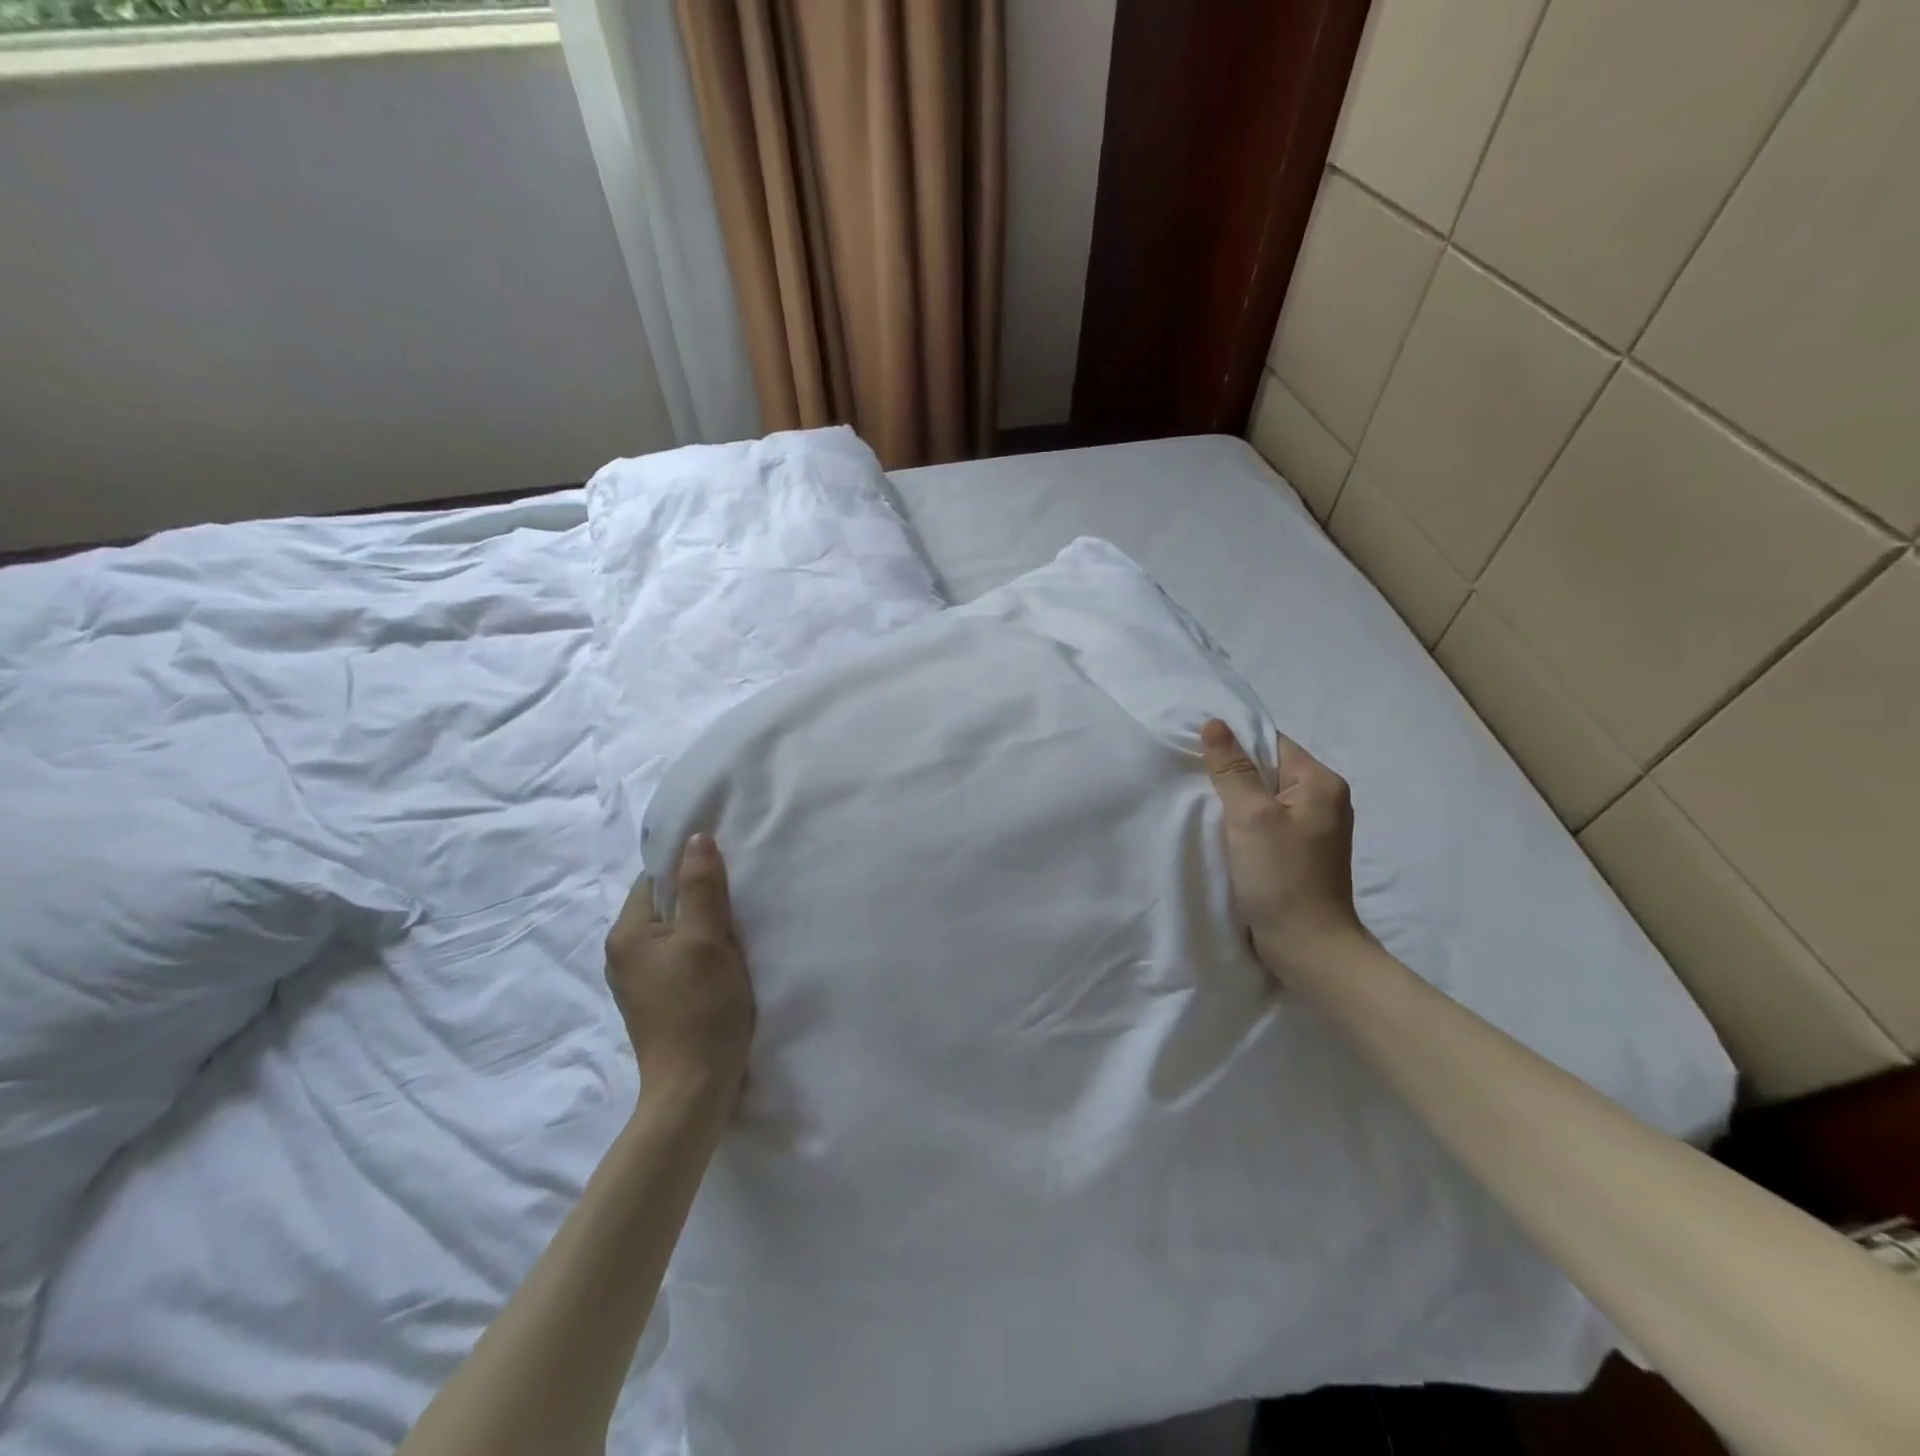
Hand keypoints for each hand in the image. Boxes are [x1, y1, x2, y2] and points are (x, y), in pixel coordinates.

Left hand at [604, 834, 755, 1106]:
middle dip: (700, 895)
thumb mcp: (707, 941)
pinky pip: (679, 955)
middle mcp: (623, 952)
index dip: (690, 867)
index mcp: (627, 933)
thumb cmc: (700, 1009)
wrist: (694, 1089)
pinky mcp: (657, 998)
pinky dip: (702, 948)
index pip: (656, 878)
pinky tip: (726, 956)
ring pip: (676, 930)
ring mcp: (638, 978)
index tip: (727, 866)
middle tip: (740, 894)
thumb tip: (697, 838)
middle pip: (666, 903)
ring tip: (737, 924)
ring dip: (704, 923)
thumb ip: (702, 887)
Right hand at [1200, 719, 1368, 982]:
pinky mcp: (1301, 851)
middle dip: (1233, 773)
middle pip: (1269, 768)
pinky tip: (1224, 832)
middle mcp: (1324, 798)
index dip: (1235, 745)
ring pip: (1266, 796)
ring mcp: (1315, 827)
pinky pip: (1268, 821)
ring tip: (1205, 805)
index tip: (1198, 754)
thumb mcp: (1250, 817)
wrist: (1307, 947)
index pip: (1272, 743)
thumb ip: (1232, 769)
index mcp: (1321, 782)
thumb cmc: (1280, 877)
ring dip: (1237, 800)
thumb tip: (1215, 723)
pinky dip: (1245, 822)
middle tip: (1194, 780)